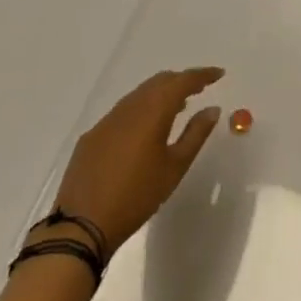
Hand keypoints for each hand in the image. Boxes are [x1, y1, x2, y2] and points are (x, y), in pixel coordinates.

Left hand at [51, 67, 224, 251]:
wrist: (81, 227)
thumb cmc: (137, 196)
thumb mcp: (174, 167)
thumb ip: (195, 134)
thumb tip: (212, 109)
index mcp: (152, 111)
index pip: (181, 82)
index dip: (202, 75)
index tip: (219, 73)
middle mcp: (128, 108)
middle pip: (159, 82)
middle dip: (181, 81)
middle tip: (200, 88)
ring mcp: (106, 121)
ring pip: (139, 94)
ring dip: (161, 94)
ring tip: (178, 106)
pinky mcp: (91, 137)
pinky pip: (123, 111)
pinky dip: (141, 109)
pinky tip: (145, 128)